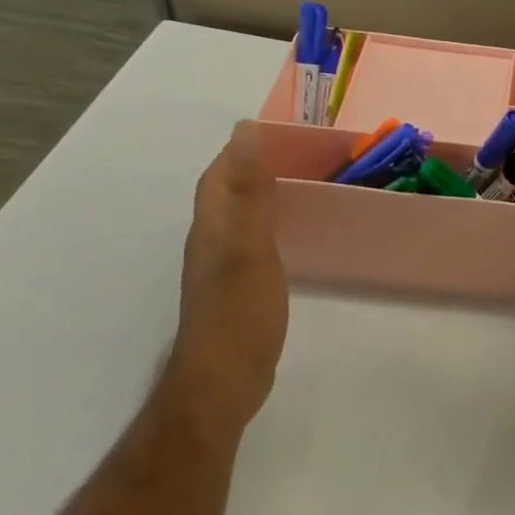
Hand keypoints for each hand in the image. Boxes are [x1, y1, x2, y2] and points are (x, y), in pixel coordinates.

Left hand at [164, 121, 288, 446]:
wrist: (224, 382)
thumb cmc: (239, 314)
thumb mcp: (249, 248)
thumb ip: (250, 192)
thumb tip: (245, 131)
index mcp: (213, 226)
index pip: (220, 175)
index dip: (241, 150)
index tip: (278, 133)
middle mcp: (212, 242)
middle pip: (228, 193)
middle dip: (255, 167)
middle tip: (301, 156)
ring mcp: (223, 269)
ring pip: (241, 218)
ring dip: (263, 195)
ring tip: (302, 185)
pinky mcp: (238, 291)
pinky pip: (254, 242)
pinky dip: (272, 225)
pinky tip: (294, 235)